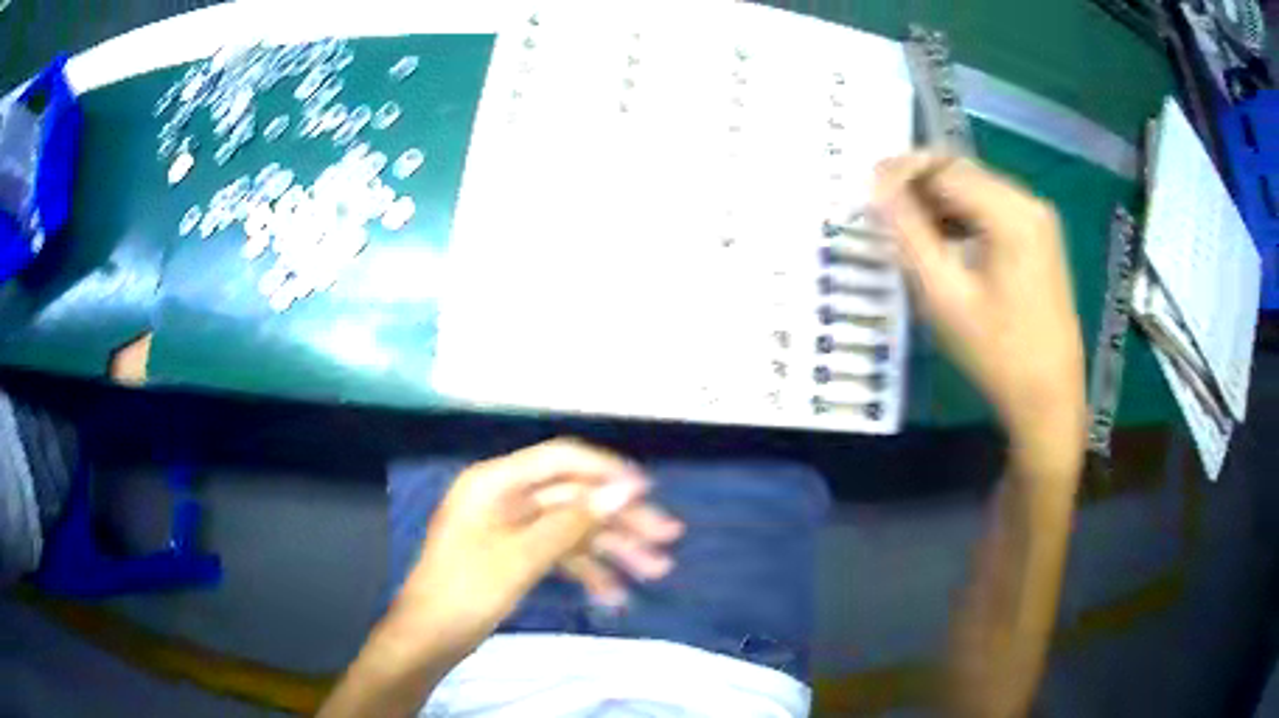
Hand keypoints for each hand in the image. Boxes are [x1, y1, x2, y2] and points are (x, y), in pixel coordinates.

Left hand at [396, 438, 681, 651]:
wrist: (429, 638)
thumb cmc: (466, 591)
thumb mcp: (522, 557)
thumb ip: (573, 522)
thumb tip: (625, 490)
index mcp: (495, 482)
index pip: (559, 459)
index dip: (605, 471)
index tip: (648, 491)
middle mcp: (505, 497)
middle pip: (573, 498)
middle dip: (619, 520)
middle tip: (667, 538)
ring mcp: (511, 527)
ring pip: (572, 528)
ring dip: (612, 549)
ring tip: (656, 570)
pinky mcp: (516, 555)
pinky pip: (559, 554)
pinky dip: (587, 571)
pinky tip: (615, 595)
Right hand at [873, 154, 1084, 477]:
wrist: (1049, 399)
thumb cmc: (998, 354)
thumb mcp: (945, 296)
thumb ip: (908, 235)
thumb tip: (876, 189)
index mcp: (1011, 213)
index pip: (944, 168)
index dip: (900, 172)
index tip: (865, 191)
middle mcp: (1029, 203)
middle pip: (962, 172)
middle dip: (918, 183)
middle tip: (881, 210)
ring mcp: (1038, 221)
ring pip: (975, 189)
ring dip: (937, 200)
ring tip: (904, 228)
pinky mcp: (1039, 239)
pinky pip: (992, 211)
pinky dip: (961, 217)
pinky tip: (941, 242)